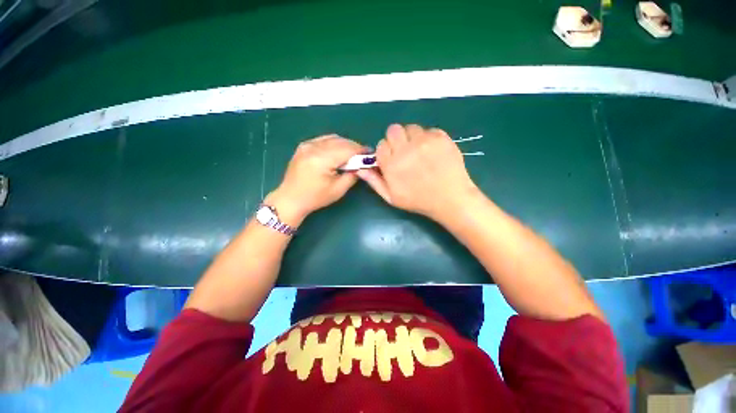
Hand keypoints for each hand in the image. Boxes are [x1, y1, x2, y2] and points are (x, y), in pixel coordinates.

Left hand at [267, 134, 366, 223]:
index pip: (346, 149)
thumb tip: (361, 166)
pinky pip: (324, 139)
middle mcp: (313, 148)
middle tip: (363, 155)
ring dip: (345, 144)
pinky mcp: (304, 146)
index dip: (360, 150)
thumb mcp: (338, 190)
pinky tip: (338, 152)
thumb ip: (352, 175)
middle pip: (340, 141)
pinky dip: (334, 143)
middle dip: (354, 147)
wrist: (290, 199)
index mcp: (321, 160)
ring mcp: (307, 145)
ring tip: (352, 154)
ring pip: (333, 138)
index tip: (370, 154)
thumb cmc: (315, 198)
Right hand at [357, 124, 478, 220]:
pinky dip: (429, 139)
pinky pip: (429, 130)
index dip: (386, 152)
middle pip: (393, 130)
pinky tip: (434, 152)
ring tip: (420, 152)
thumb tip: (360, 168)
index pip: (381, 145)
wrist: (450, 199)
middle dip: (396, 140)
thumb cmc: (418, 200)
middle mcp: (405, 149)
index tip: (393, 159)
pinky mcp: (441, 137)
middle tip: (405, 152)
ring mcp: (424, 141)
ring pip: (411, 128)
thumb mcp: (391, 197)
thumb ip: (374, 181)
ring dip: (412, 138)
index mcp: (391, 165)